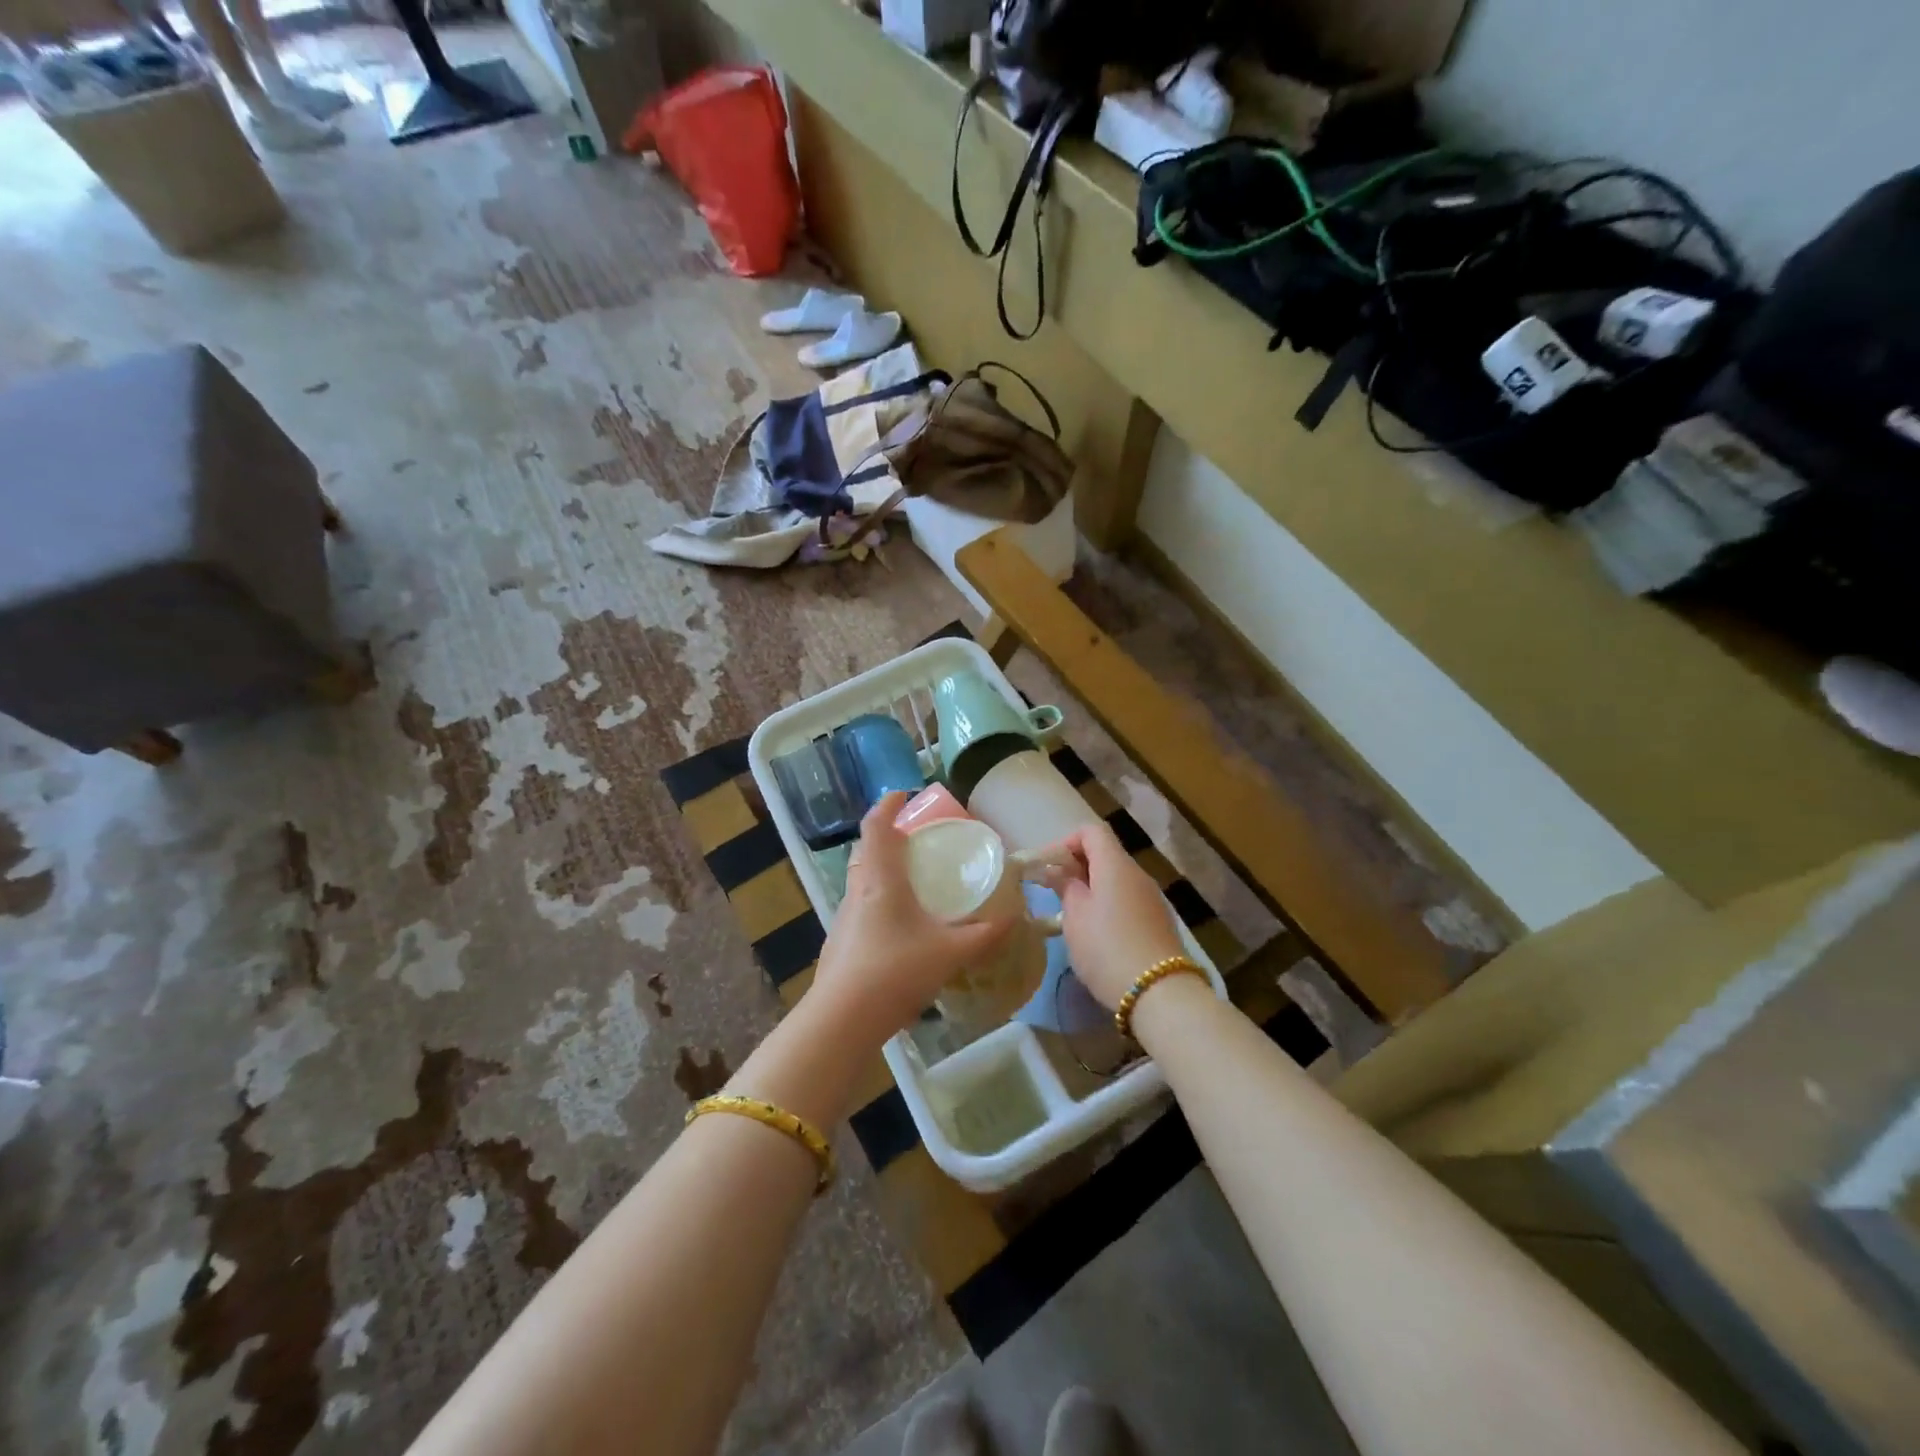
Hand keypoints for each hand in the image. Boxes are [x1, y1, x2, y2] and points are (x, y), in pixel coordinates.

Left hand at [810, 794, 1012, 1043]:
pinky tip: (900, 927)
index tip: (903, 794)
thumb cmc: (895, 972)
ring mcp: (844, 918)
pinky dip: (879, 900)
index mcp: (880, 880)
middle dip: (887, 837)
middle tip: (915, 840)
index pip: (876, 827)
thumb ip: (984, 934)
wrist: (841, 1020)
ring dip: (882, 870)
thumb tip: (1015, 916)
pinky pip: (861, 906)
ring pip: (861, 879)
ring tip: (912, 881)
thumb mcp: (950, 952)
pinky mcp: (840, 943)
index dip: (888, 805)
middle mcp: (858, 891)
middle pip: (866, 850)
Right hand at [1049, 821, 1185, 1009]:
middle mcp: (1137, 874)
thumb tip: (1058, 871)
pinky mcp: (1159, 922)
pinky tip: (1097, 933)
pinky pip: (1128, 901)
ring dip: (1092, 888)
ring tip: (1071, 915)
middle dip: (1076, 867)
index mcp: (1115, 865)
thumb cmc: (1107, 948)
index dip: (1065, 842)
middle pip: (1105, 854)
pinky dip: (1108, 905)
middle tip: (1053, 892)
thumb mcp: (1075, 916)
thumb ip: (1065, 886)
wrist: (1159, 993)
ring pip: (1116, 879)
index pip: (1091, 831)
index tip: (1047, 868)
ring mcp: (1152, 898)